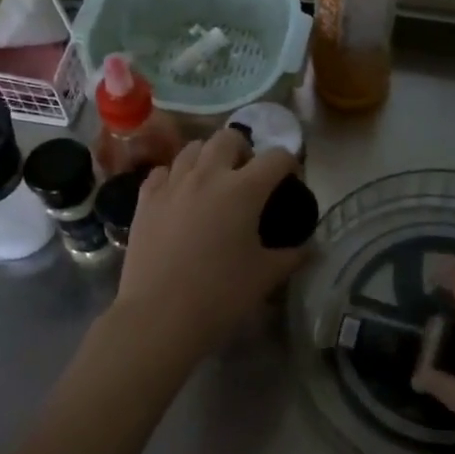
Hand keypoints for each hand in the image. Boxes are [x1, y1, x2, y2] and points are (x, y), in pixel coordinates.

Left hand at [111, 128, 307, 360]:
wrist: (159, 315)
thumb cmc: (220, 295)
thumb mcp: (265, 277)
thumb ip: (292, 256)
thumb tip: (309, 248)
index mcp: (244, 189)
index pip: (277, 157)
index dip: (289, 164)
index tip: (289, 181)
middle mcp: (208, 175)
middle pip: (229, 137)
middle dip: (244, 149)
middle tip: (247, 177)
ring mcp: (172, 184)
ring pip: (192, 149)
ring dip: (208, 157)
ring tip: (212, 183)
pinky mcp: (145, 200)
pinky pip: (162, 172)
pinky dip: (175, 176)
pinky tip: (179, 197)